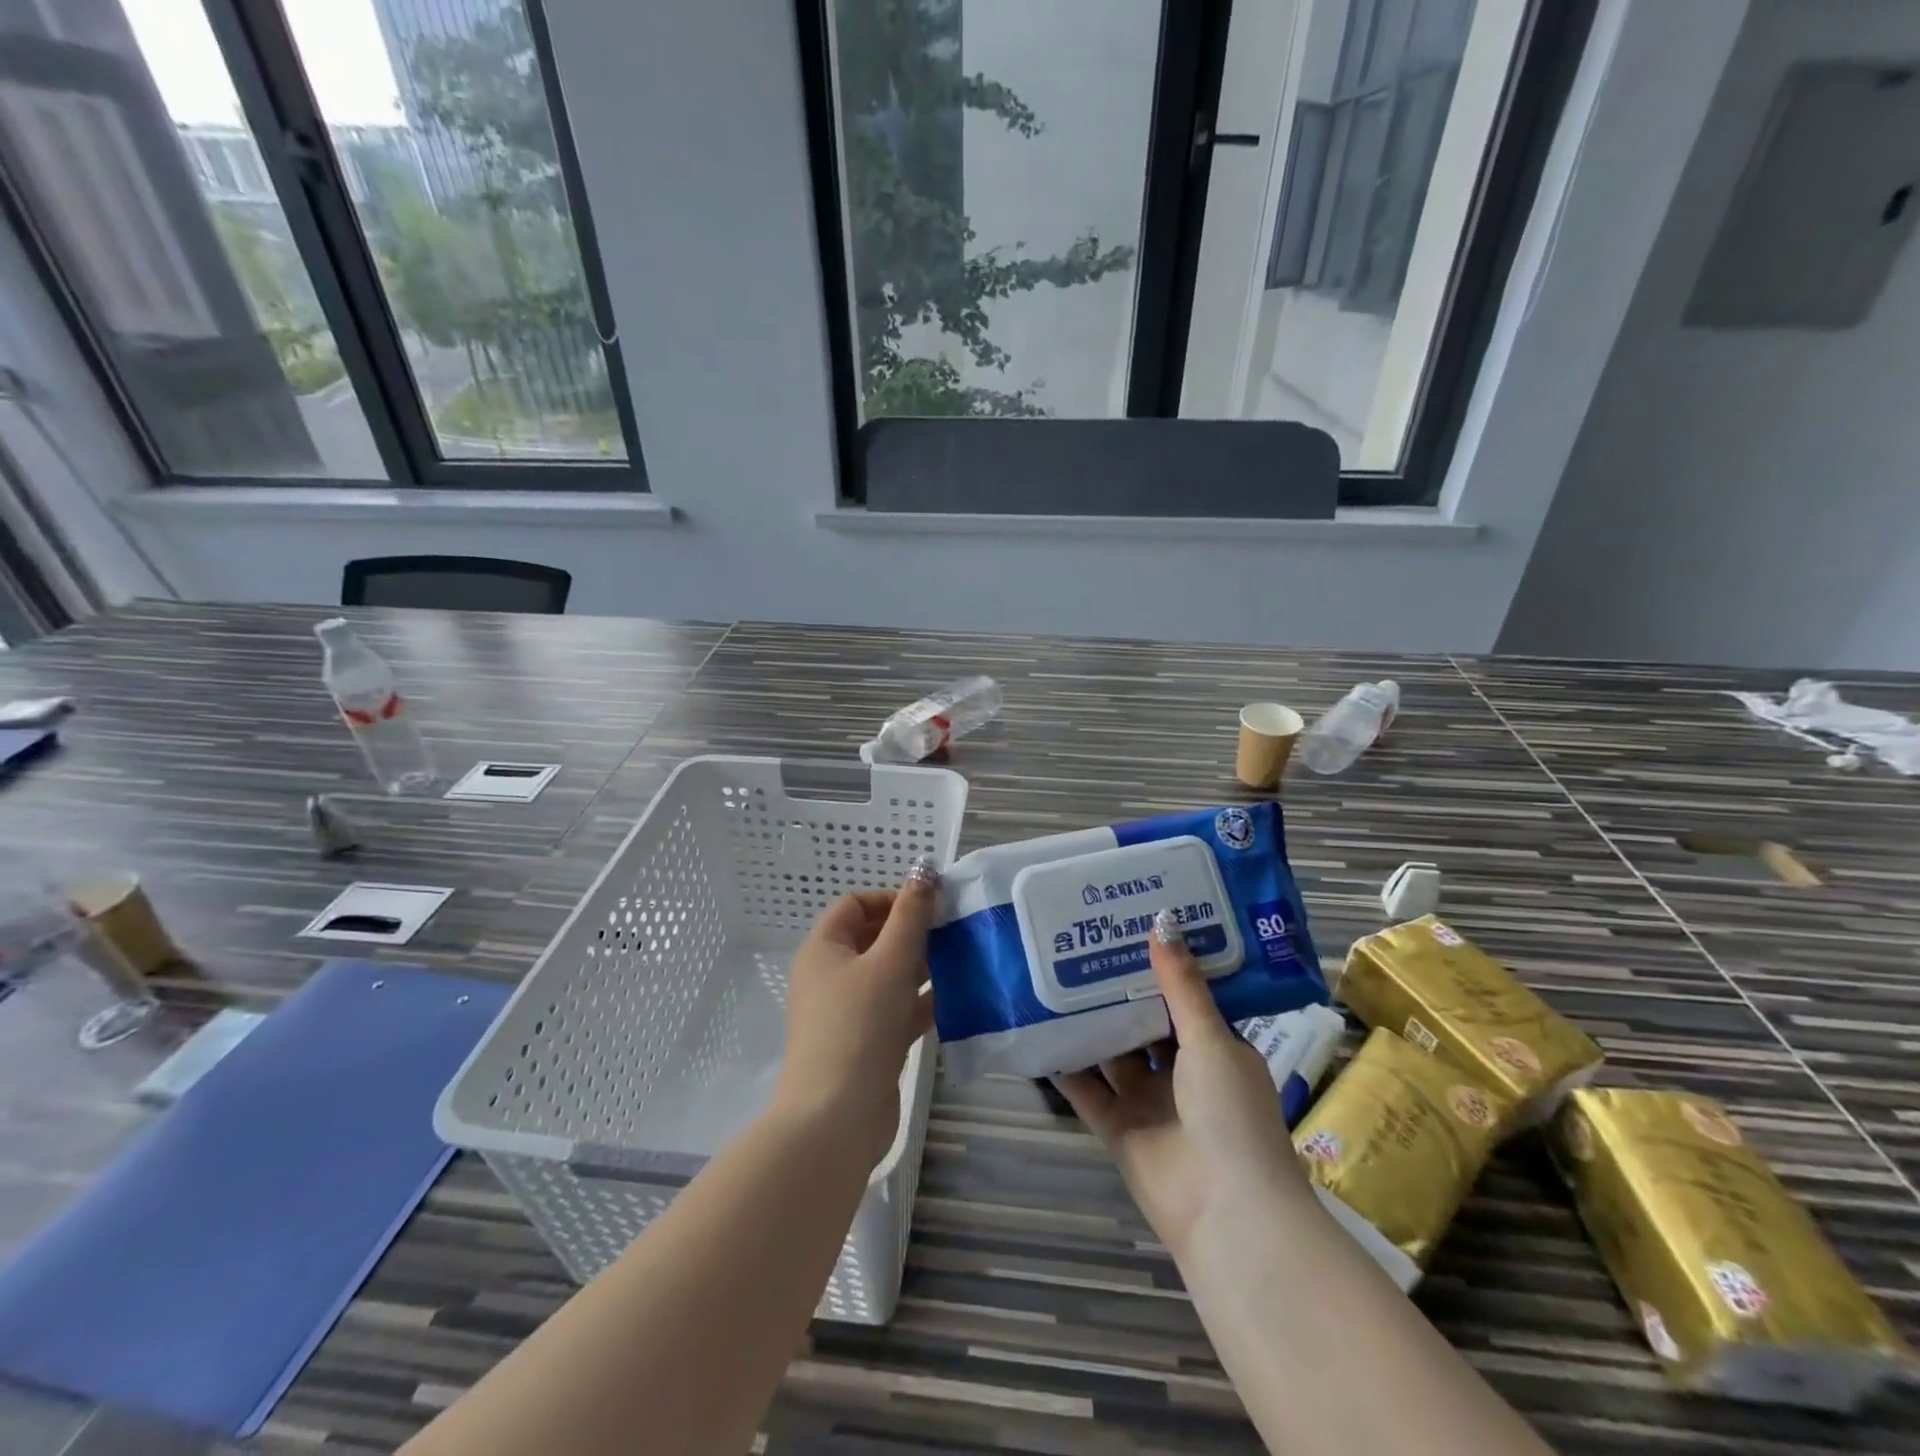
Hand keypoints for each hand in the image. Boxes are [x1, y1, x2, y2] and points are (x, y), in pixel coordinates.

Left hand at [772, 859, 939, 1167]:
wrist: (836, 1119)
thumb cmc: (859, 1026)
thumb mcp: (890, 962)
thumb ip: (911, 916)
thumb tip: (925, 871)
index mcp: (823, 950)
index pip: (854, 905)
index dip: (891, 899)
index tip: (929, 907)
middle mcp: (829, 977)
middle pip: (872, 939)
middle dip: (911, 932)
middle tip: (952, 931)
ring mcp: (847, 1013)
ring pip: (887, 976)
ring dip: (921, 966)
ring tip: (962, 959)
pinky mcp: (865, 1044)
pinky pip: (895, 1010)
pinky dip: (920, 1002)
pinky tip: (956, 998)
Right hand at [1053, 912, 1306, 1257]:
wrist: (1226, 1213)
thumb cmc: (1230, 1114)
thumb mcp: (1209, 1040)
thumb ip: (1181, 986)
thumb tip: (1162, 921)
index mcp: (1216, 1049)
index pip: (1183, 998)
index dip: (1160, 965)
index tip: (1130, 926)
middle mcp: (1182, 1072)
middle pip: (1144, 1023)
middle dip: (1119, 991)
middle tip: (1083, 944)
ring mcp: (1148, 1102)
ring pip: (1113, 1053)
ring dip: (1090, 1024)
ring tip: (1053, 977)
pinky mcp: (1118, 1128)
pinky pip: (1087, 1089)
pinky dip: (1066, 1066)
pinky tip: (1039, 1033)